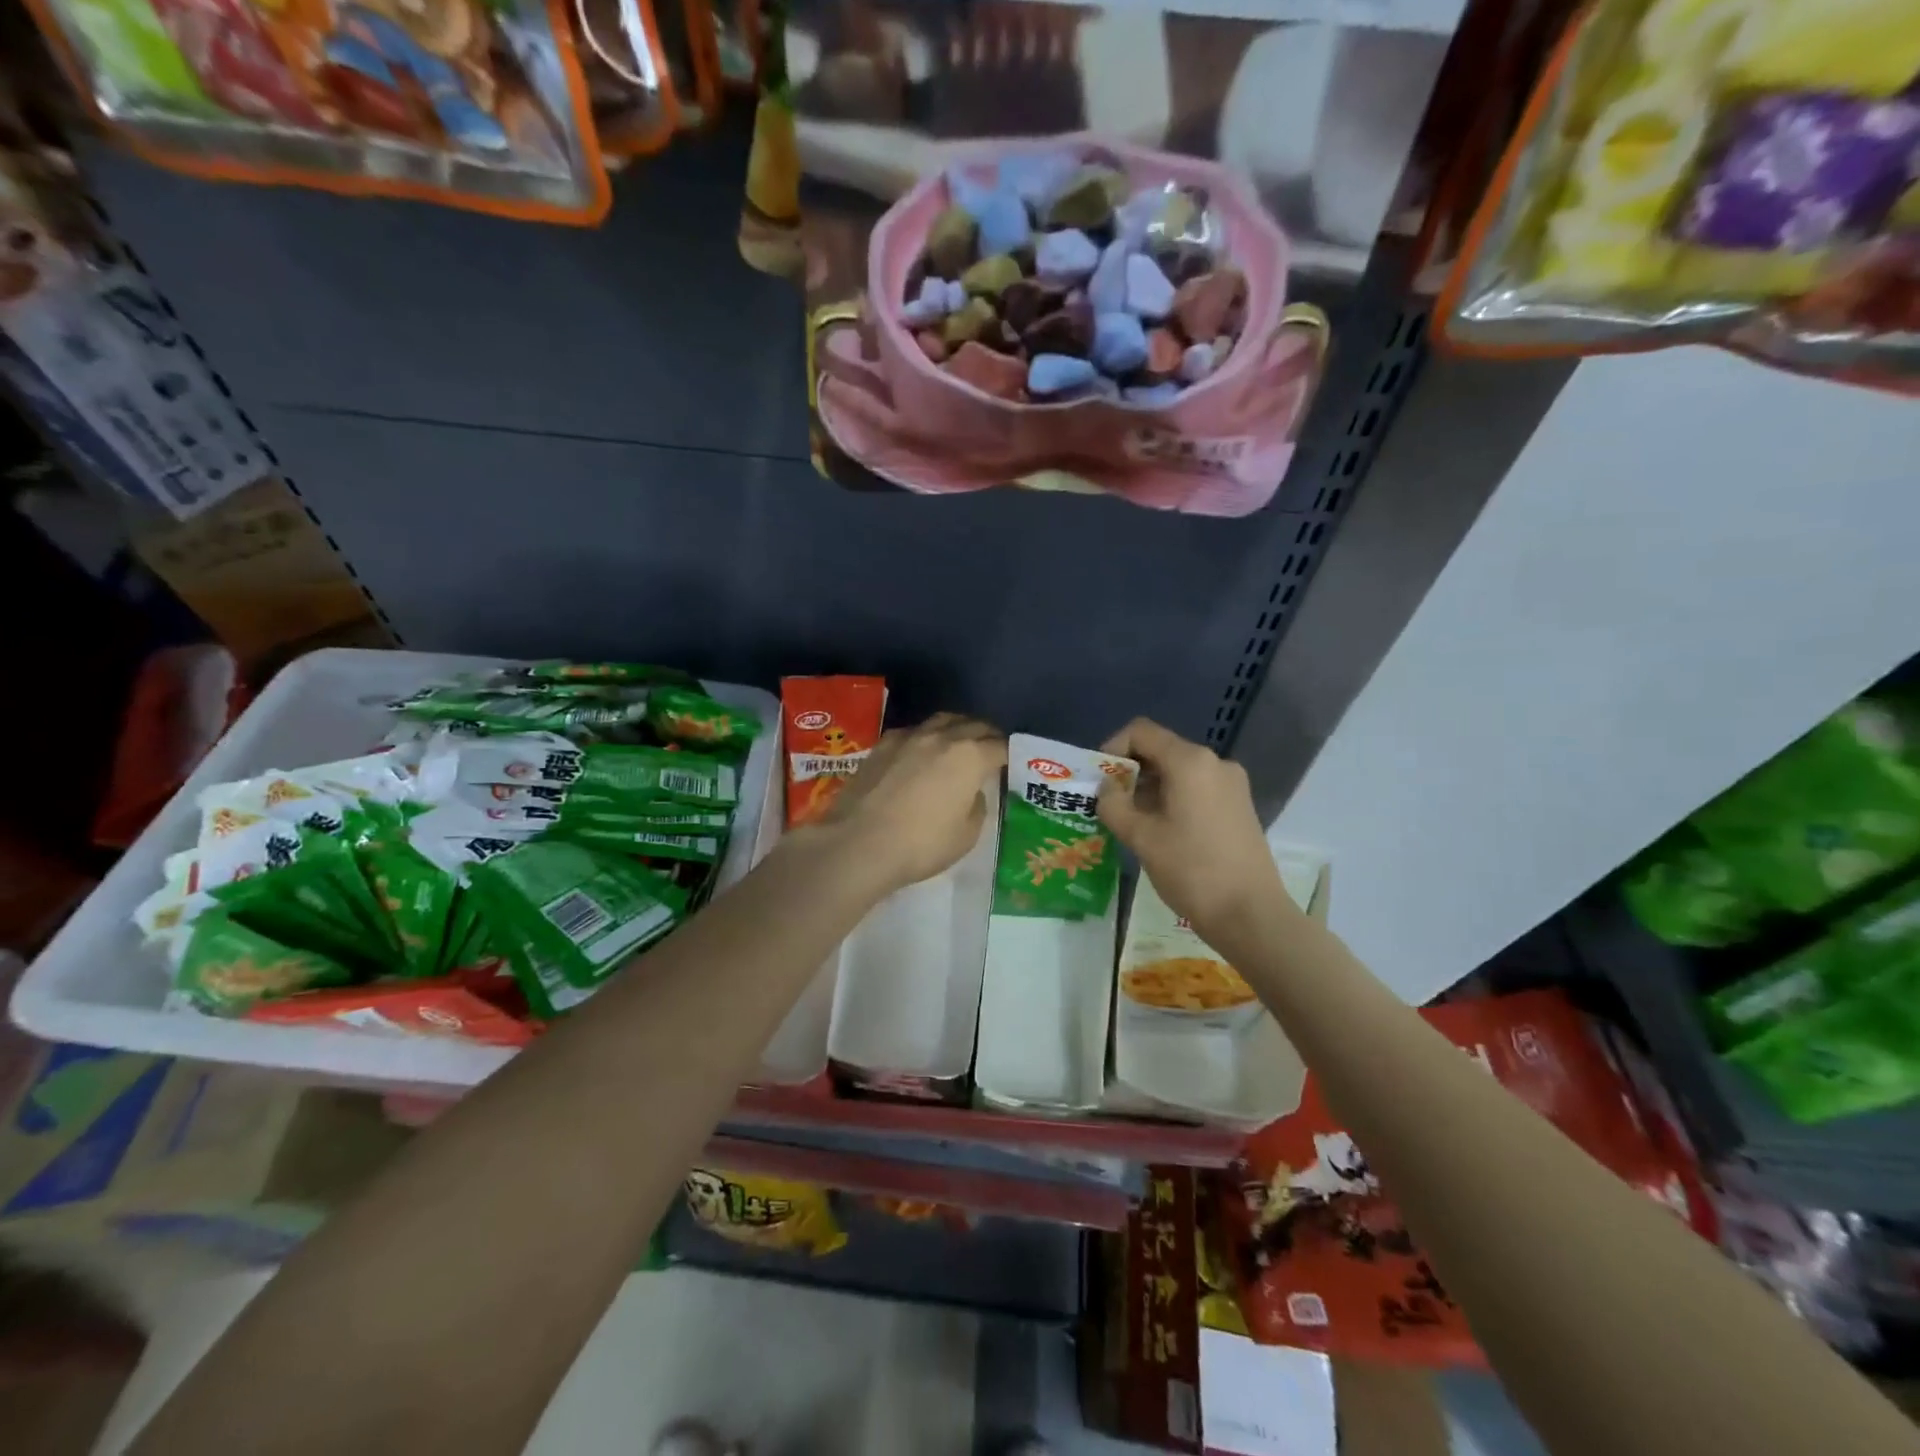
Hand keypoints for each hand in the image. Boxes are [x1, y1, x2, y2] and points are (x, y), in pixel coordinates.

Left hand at [816, 713, 1006, 892]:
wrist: (859, 843)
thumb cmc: (921, 844)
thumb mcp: (966, 835)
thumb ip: (977, 806)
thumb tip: (971, 791)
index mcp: (970, 756)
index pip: (1000, 746)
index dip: (1010, 754)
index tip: (1013, 763)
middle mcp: (942, 737)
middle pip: (973, 725)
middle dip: (987, 735)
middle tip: (991, 750)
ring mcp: (909, 737)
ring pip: (942, 720)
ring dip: (957, 729)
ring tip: (959, 744)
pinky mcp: (882, 745)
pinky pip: (913, 732)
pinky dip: (926, 738)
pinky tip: (921, 754)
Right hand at [1096, 718, 1283, 934]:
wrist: (1251, 914)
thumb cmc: (1192, 870)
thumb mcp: (1141, 837)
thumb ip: (1114, 805)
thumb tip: (1107, 789)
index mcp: (1190, 762)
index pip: (1141, 732)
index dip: (1113, 748)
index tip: (1099, 780)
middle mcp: (1215, 763)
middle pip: (1161, 750)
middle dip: (1130, 772)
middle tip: (1109, 804)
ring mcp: (1231, 784)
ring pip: (1178, 772)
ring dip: (1149, 788)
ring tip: (1131, 822)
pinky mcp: (1239, 806)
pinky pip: (1196, 789)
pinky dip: (1172, 799)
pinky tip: (1161, 831)